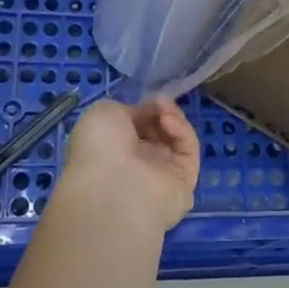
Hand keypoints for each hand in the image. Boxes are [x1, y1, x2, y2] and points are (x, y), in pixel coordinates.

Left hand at [59, 98, 201, 231]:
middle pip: (158, 131)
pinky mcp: (185, 181)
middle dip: (159, 112)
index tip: (146, 98)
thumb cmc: (99, 148)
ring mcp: (162, 174)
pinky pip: (189, 151)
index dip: (142, 109)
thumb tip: (144, 112)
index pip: (135, 127)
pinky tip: (169, 121)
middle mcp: (137, 164)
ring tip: (164, 109)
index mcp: (112, 151)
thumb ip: (125, 109)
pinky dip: (182, 131)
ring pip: (176, 139)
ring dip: (172, 118)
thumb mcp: (102, 113)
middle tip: (158, 102)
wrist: (114, 189)